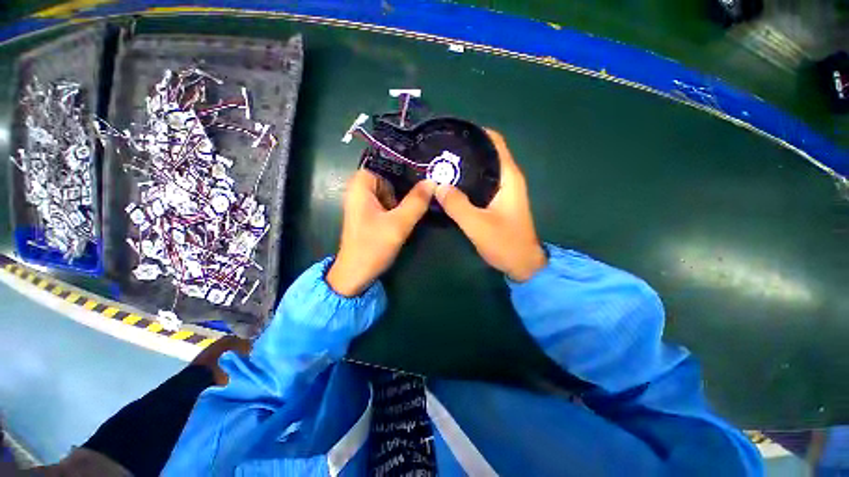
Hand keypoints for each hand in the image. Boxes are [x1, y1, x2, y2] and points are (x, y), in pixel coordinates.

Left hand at [327, 169, 435, 295]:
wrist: (356, 274)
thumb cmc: (373, 247)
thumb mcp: (398, 224)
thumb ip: (416, 202)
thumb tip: (432, 181)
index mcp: (361, 187)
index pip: (383, 163)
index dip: (403, 165)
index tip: (423, 169)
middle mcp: (360, 191)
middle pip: (388, 177)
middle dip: (406, 183)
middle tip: (428, 186)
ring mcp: (366, 204)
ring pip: (390, 191)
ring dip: (405, 196)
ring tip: (424, 197)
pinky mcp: (371, 215)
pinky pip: (388, 203)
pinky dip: (400, 205)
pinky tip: (412, 211)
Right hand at [435, 130, 546, 281]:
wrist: (523, 265)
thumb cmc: (505, 243)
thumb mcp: (477, 224)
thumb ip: (457, 204)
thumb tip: (437, 184)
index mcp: (509, 177)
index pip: (495, 143)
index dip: (476, 133)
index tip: (453, 133)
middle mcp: (508, 179)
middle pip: (487, 154)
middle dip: (466, 149)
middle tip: (441, 151)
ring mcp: (504, 191)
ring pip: (484, 169)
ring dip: (466, 165)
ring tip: (442, 164)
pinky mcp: (498, 202)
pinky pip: (482, 183)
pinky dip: (468, 180)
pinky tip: (453, 184)